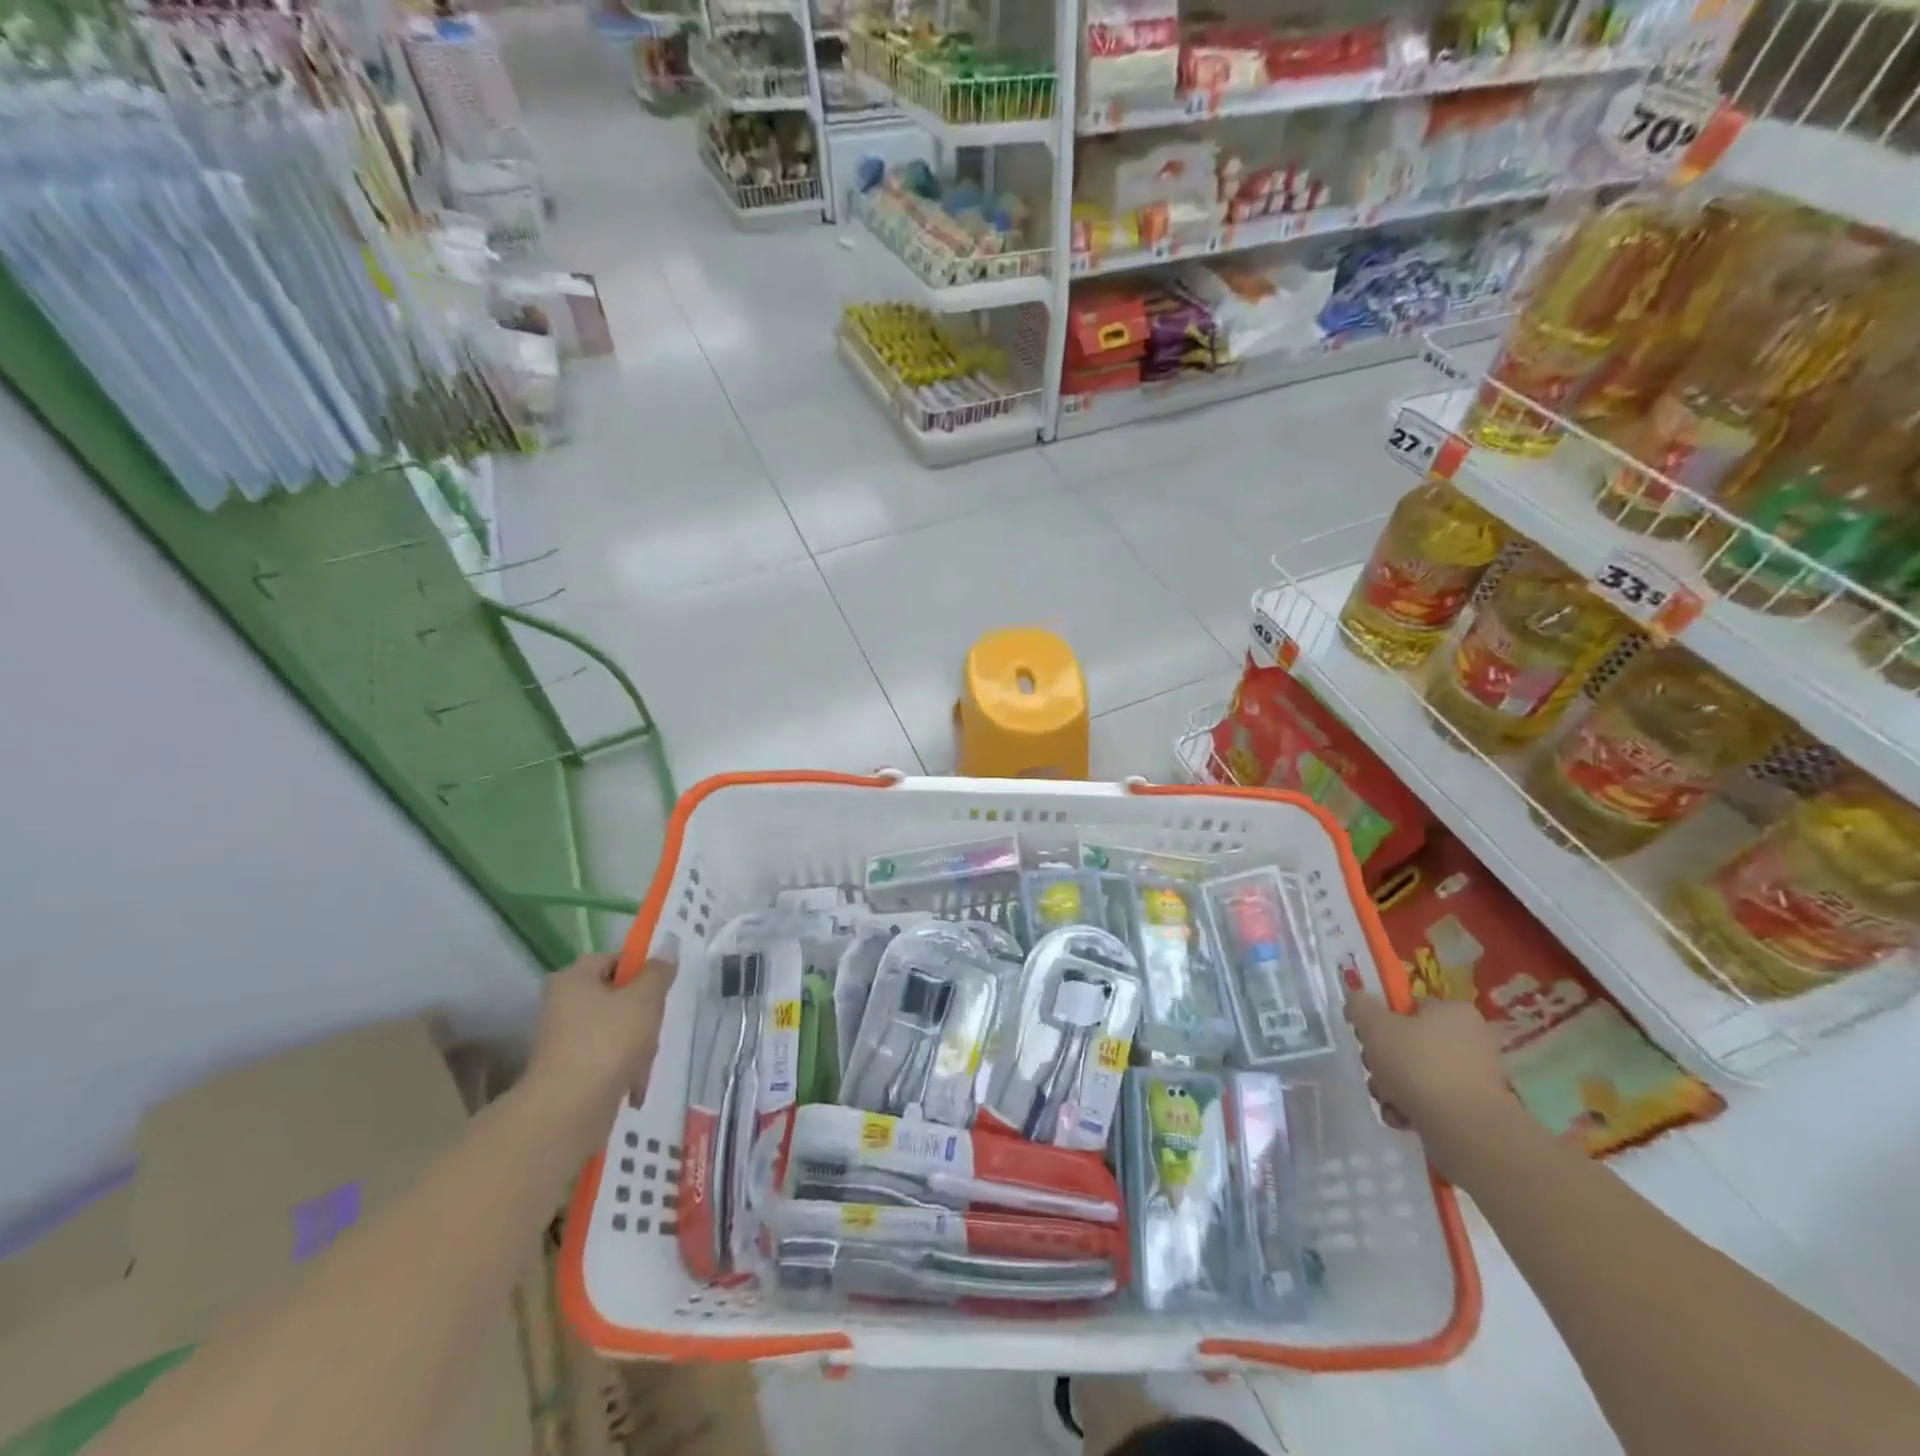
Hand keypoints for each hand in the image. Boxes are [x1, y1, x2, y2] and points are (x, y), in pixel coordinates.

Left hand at [523, 952, 674, 1157]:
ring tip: (644, 1061)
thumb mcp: (645, 998)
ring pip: (615, 1029)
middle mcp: (562, 1005)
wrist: (568, 1110)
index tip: (660, 988)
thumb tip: (665, 952)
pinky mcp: (570, 1071)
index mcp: (573, 979)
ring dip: (637, 1043)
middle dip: (642, 1012)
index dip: (639, 969)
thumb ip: (658, 972)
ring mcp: (564, 1040)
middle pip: (616, 996)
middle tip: (654, 1026)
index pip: (612, 959)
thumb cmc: (608, 1041)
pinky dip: (623, 1067)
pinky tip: (634, 1083)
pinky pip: (606, 1058)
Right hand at [1345, 992, 1516, 1179]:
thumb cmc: (1418, 1065)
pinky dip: (1413, 1108)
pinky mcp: (1475, 1109)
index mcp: (1454, 1011)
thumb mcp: (1374, 1025)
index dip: (1383, 1021)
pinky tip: (1402, 1117)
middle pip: (1411, 1043)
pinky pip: (1434, 1101)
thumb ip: (1359, 1006)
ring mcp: (1477, 1077)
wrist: (1465, 1130)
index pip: (1410, 1008)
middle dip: (1384, 1060)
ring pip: (1418, 1074)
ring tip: (1387, 1100)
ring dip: (1393, 1086)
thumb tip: (1357, 1001)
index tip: (1368, 1039)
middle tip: (1375, 1071)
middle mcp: (1472, 1039)